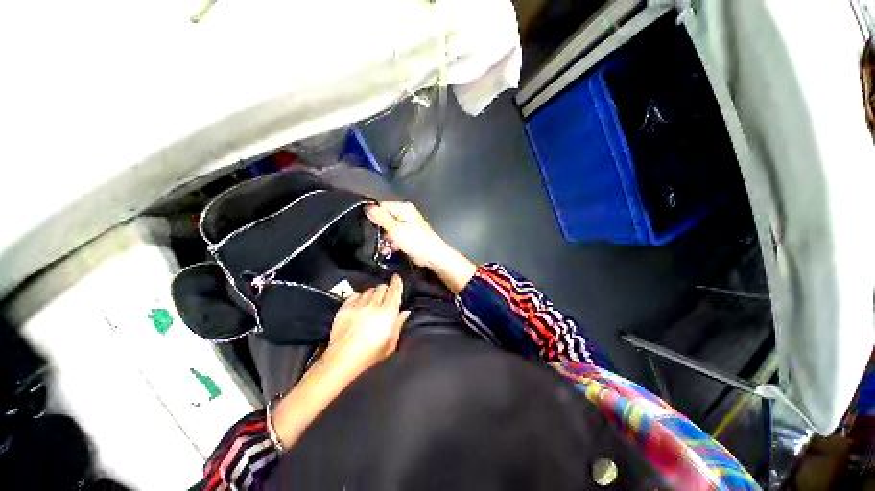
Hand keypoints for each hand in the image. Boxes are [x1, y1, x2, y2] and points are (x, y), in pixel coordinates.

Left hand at [324, 274, 409, 376]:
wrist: (342, 360)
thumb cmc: (370, 354)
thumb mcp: (390, 343)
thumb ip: (398, 325)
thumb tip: (405, 312)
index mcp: (387, 313)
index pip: (394, 291)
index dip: (396, 282)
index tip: (396, 277)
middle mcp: (373, 305)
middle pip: (381, 288)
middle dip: (385, 289)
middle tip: (385, 296)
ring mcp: (357, 305)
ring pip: (368, 290)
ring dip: (373, 293)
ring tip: (372, 301)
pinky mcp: (344, 308)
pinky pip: (355, 295)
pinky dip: (359, 297)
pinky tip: (360, 303)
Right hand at [365, 202, 446, 267]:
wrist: (432, 256)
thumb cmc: (415, 241)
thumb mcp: (395, 229)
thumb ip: (381, 218)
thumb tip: (367, 207)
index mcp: (403, 208)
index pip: (382, 205)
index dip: (373, 214)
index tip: (367, 224)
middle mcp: (405, 214)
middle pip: (385, 217)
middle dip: (380, 229)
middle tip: (377, 239)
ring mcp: (407, 225)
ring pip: (389, 229)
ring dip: (385, 239)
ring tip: (385, 248)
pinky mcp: (408, 235)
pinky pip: (395, 236)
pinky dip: (392, 243)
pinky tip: (391, 250)